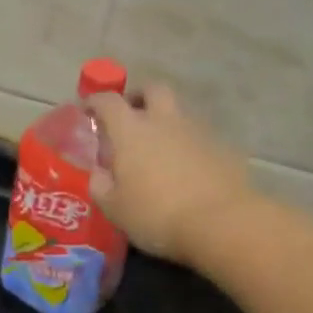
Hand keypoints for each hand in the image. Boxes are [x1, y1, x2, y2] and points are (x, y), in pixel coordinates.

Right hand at [86, 84, 249, 265]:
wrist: (221, 223)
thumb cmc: (155, 214)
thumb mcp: (113, 208)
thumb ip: (100, 185)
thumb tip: (100, 173)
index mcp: (131, 130)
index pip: (108, 101)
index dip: (95, 102)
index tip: (88, 111)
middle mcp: (164, 121)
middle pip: (153, 89)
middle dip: (140, 96)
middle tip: (131, 114)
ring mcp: (198, 131)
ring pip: (179, 113)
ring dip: (167, 123)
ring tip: (159, 150)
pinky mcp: (224, 148)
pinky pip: (201, 138)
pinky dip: (189, 146)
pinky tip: (187, 171)